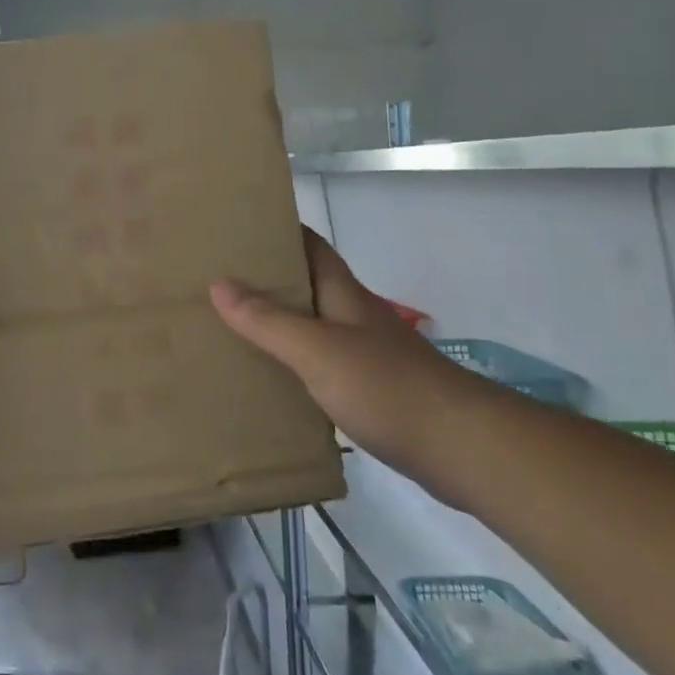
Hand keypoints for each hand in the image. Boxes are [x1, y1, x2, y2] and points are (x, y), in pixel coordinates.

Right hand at [210, 227, 478, 478]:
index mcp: (342, 293)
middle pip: (305, 284)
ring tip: (226, 325)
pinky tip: (266, 378)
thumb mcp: (317, 349)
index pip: (308, 245)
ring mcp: (362, 353)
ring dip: (274, 322)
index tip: (235, 226)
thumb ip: (268, 320)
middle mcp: (352, 315)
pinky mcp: (367, 389)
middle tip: (214, 279)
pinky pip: (317, 364)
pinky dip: (290, 363)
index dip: (276, 230)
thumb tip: (218, 283)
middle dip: (265, 278)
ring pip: (309, 326)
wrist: (460, 448)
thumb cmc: (387, 386)